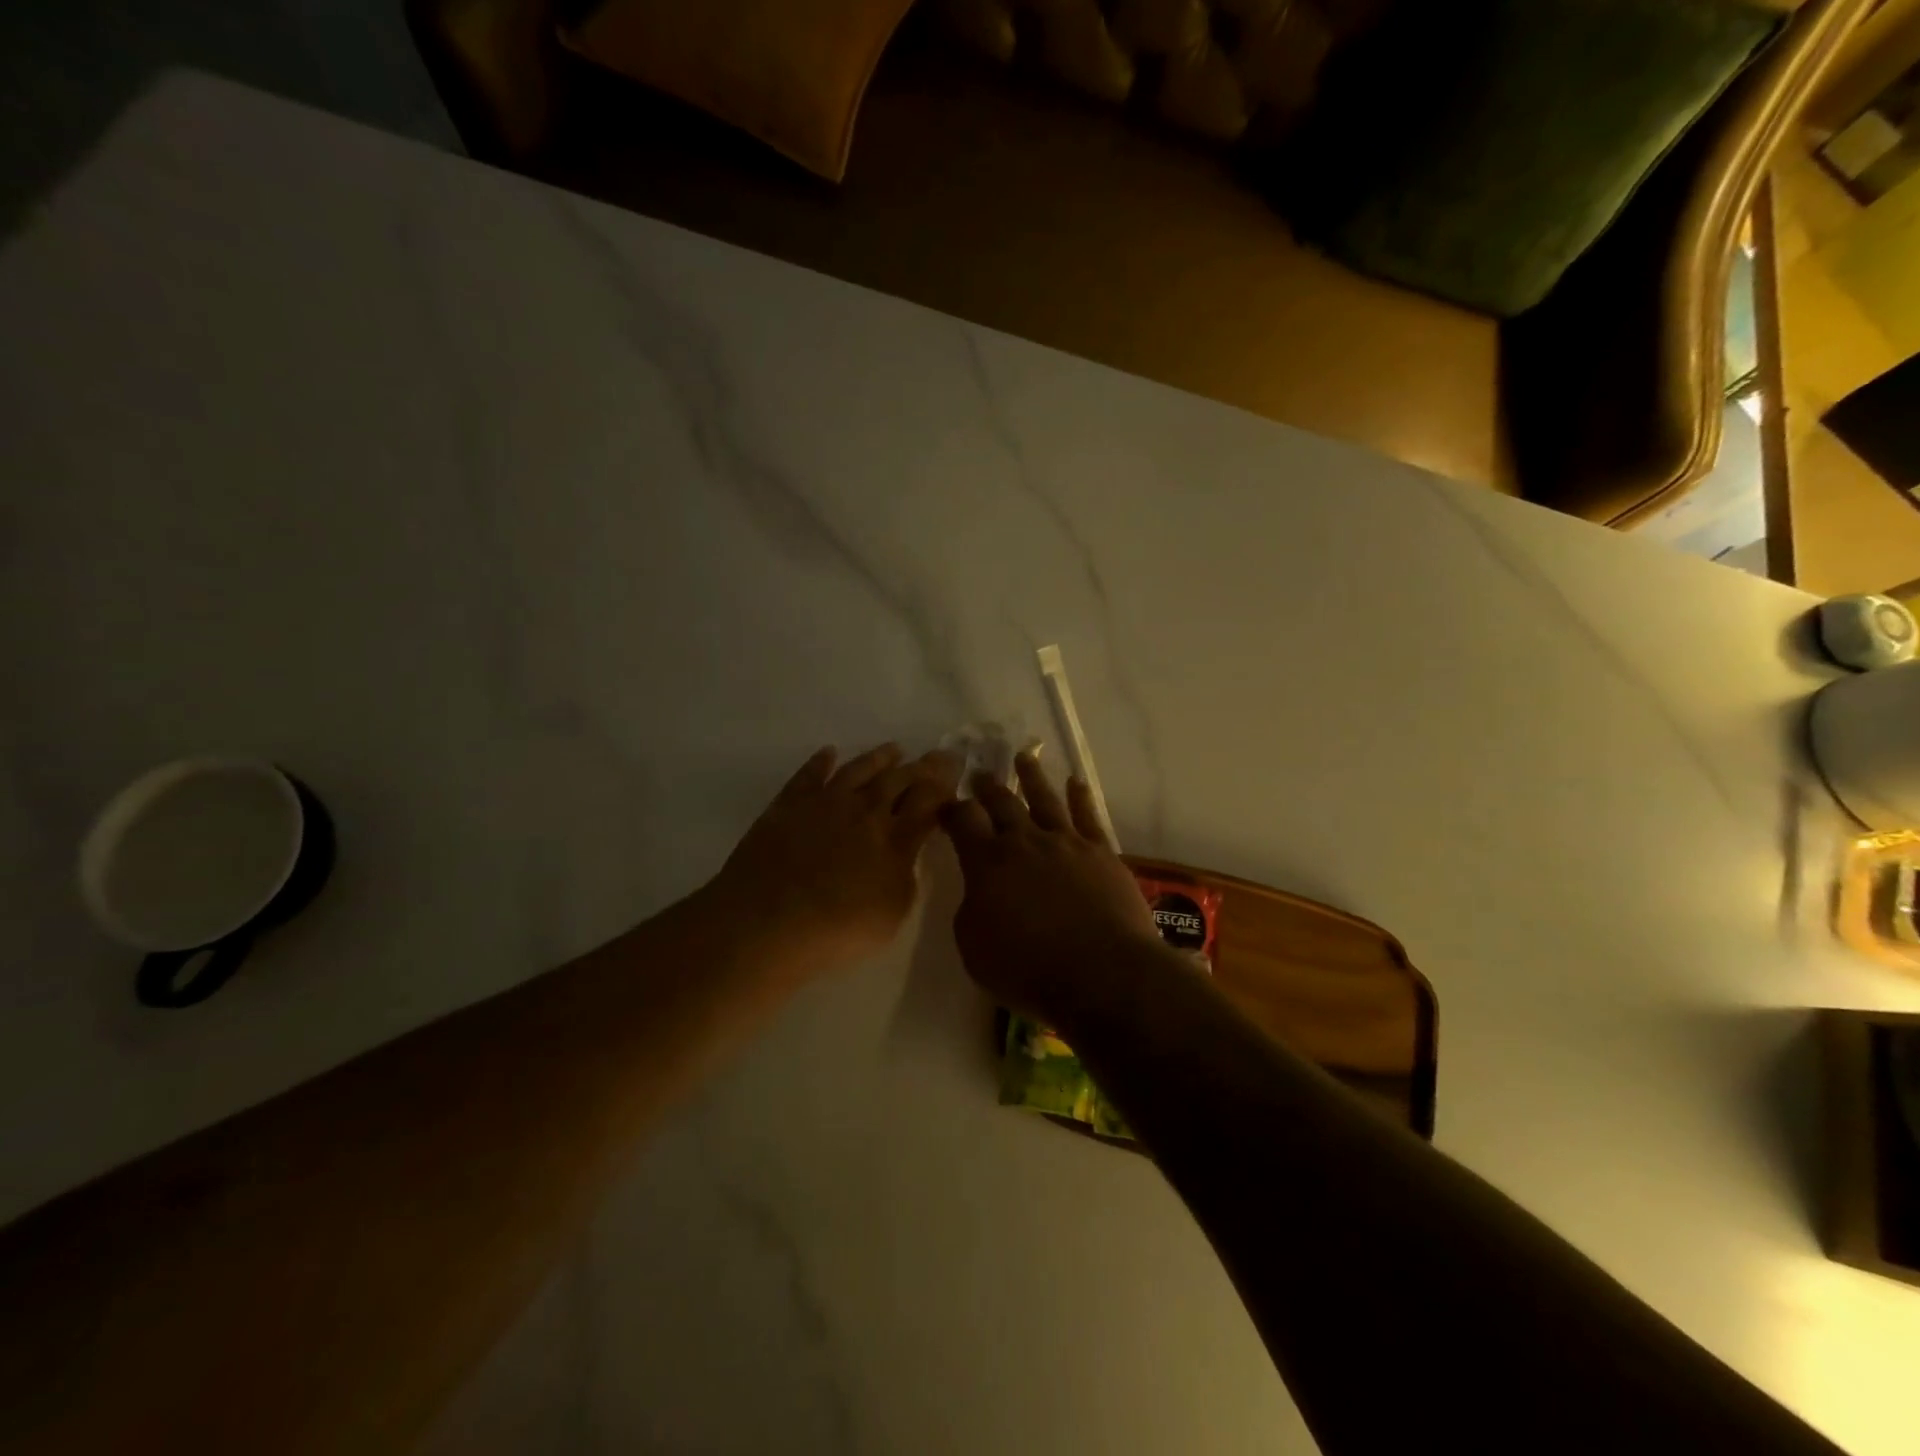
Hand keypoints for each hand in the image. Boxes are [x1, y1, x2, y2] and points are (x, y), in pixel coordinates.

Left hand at [707, 743, 962, 981]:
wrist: (768, 922)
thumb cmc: (838, 928)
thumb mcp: (893, 912)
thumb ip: (906, 875)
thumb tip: (907, 849)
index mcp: (895, 838)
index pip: (928, 802)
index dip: (944, 785)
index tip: (956, 770)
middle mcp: (864, 811)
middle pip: (899, 780)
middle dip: (922, 767)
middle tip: (937, 754)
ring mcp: (824, 803)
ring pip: (858, 770)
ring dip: (879, 758)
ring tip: (894, 748)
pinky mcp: (788, 805)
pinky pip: (809, 775)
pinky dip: (821, 762)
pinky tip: (829, 753)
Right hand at [939, 751, 1169, 1027]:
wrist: (1101, 972)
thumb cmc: (1028, 968)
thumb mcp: (974, 947)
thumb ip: (971, 910)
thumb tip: (981, 890)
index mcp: (987, 863)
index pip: (963, 821)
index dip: (952, 809)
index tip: (946, 803)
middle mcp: (1024, 842)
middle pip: (1002, 803)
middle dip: (987, 787)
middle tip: (979, 773)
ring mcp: (1066, 842)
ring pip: (1044, 798)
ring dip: (1031, 777)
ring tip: (1023, 757)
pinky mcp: (1101, 852)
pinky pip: (1088, 815)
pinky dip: (1080, 797)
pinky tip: (1076, 783)